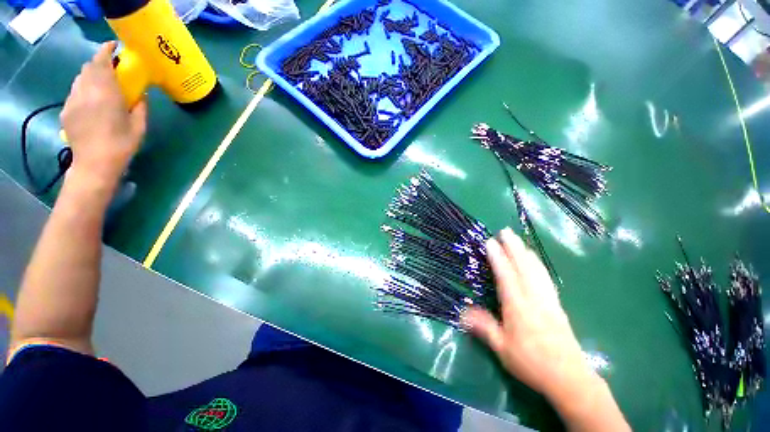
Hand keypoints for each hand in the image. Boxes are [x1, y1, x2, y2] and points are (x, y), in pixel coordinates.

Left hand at [60, 41, 146, 189]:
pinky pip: (74, 92)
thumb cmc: (121, 145)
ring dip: (90, 76)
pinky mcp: (66, 110)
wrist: (94, 164)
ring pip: (79, 79)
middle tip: (111, 68)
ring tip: (101, 84)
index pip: (101, 62)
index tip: (114, 47)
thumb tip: (140, 95)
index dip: (106, 50)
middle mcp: (86, 91)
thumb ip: (140, 107)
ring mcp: (73, 100)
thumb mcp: (139, 127)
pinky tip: (91, 101)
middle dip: (99, 63)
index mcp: (105, 92)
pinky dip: (83, 89)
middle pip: (88, 68)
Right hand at [464, 229, 628, 430]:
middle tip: (506, 231)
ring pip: (537, 270)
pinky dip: (539, 264)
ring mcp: (548, 300)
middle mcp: (534, 299)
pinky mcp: (557, 305)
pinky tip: (536, 261)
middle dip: (514, 247)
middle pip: (523, 267)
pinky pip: (546, 278)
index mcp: (518, 307)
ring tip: (519, 241)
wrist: (570, 379)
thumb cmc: (531, 363)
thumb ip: (484, 327)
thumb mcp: (502, 349)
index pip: (506, 276)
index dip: (498, 258)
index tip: (491, 242)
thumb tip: (462, 312)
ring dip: (526, 252)